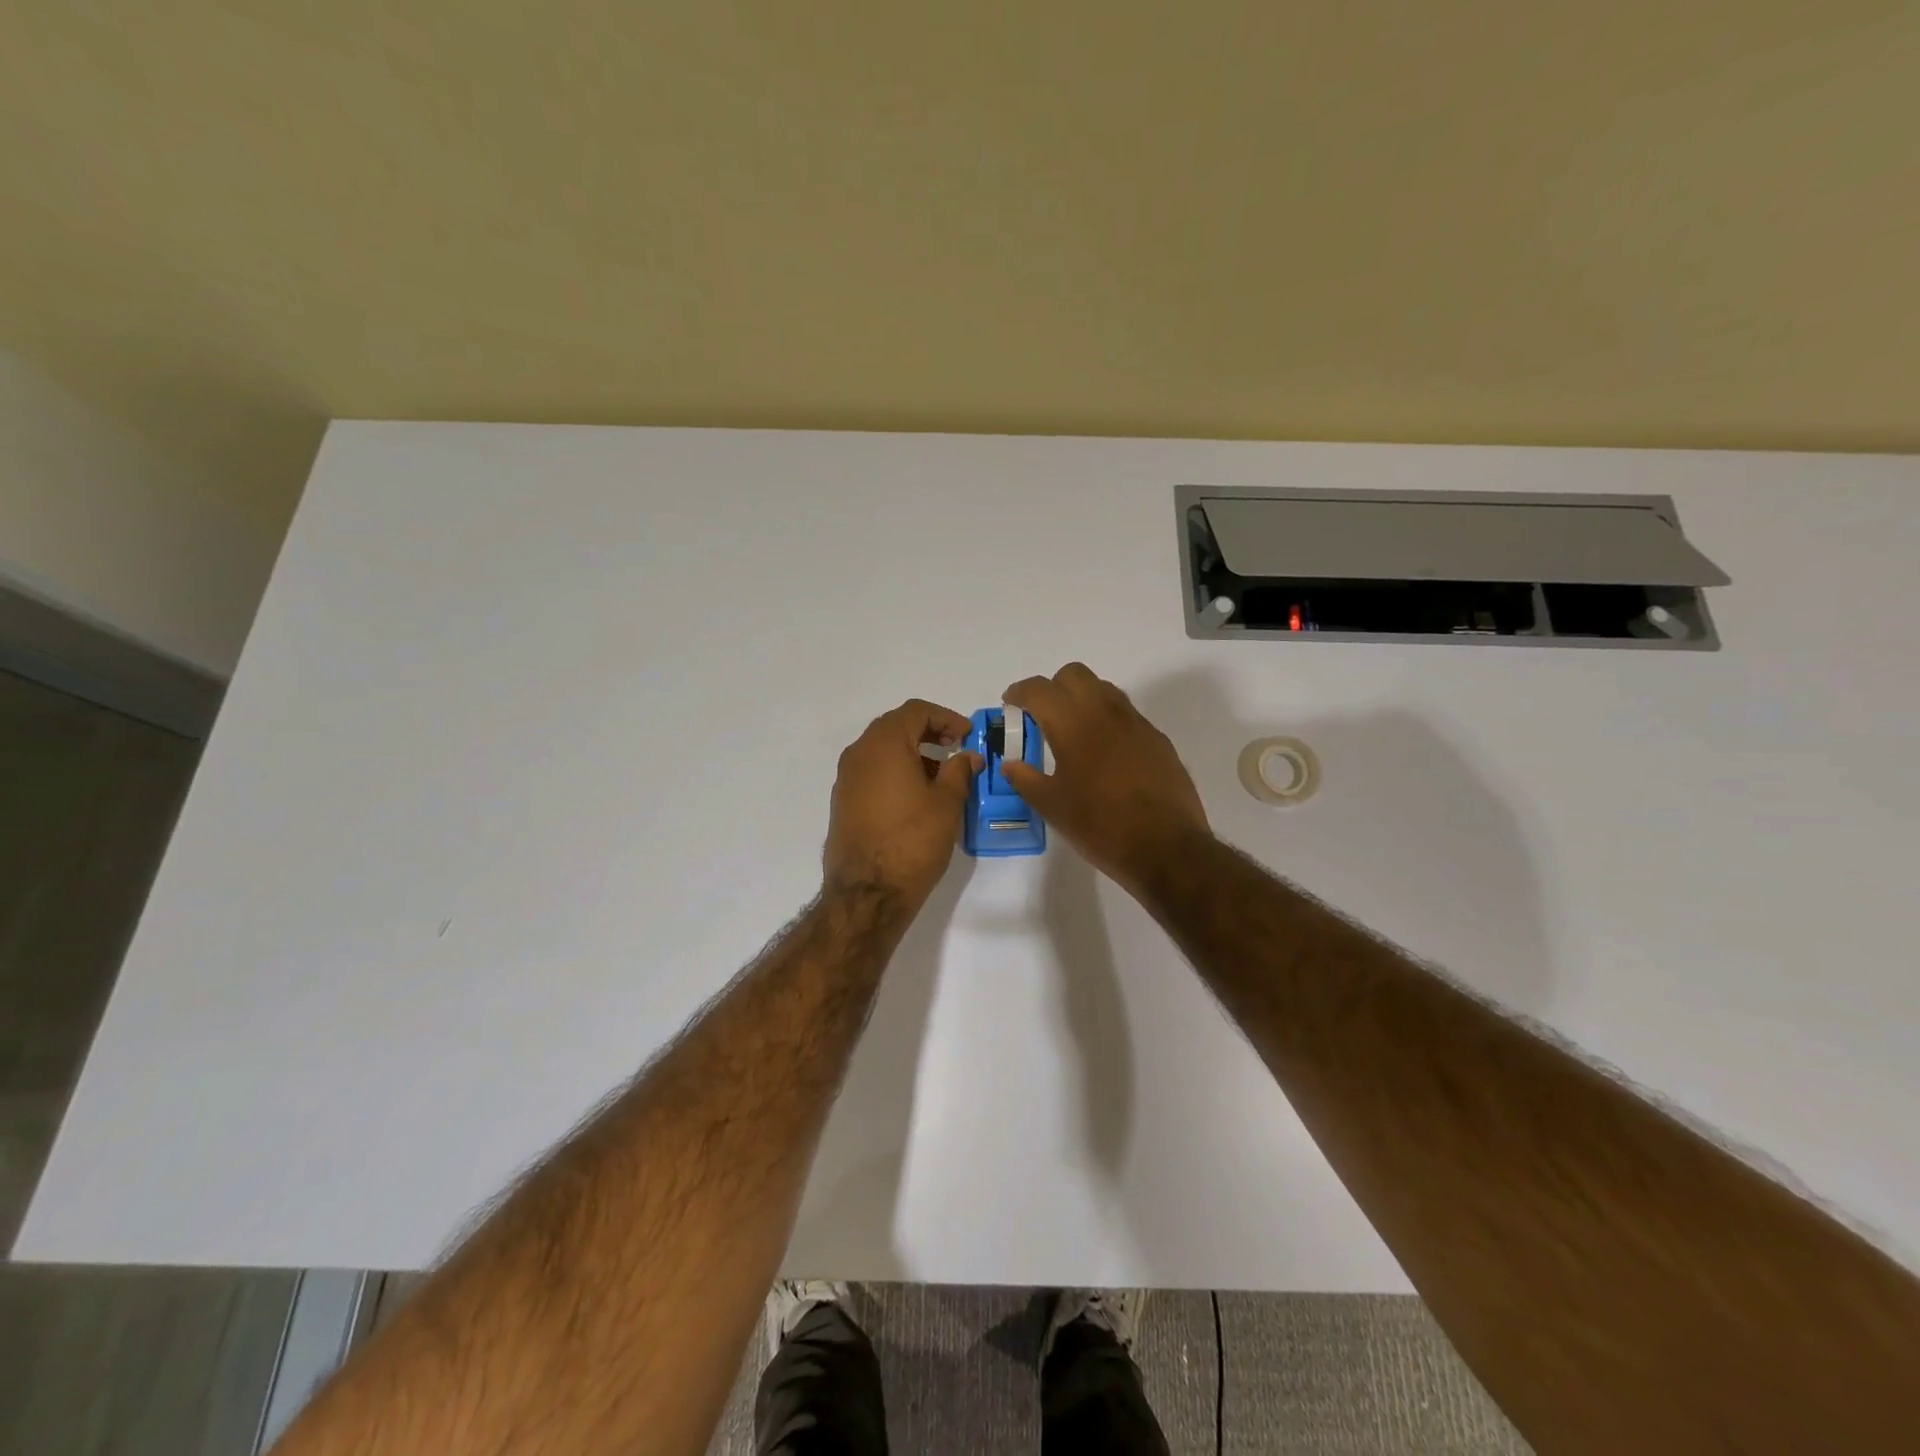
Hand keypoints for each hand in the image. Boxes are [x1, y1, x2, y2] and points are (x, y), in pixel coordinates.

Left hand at [823, 699, 981, 906]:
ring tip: (941, 776)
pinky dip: (895, 772)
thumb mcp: (947, 804)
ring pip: (882, 750)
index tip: (967, 736)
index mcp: (884, 744)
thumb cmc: (913, 841)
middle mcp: (859, 753)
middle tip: (955, 749)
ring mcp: (846, 778)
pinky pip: (871, 772)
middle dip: (928, 732)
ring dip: (912, 753)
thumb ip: (960, 772)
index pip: (915, 711)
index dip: (946, 717)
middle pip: (895, 727)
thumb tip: (968, 757)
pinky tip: (916, 797)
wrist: (868, 893)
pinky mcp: (843, 802)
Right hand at [1003, 663, 1211, 894]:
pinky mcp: (1158, 740)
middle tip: (1043, 715)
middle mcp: (1106, 713)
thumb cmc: (1100, 826)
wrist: (1166, 847)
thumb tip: (1010, 764)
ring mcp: (1136, 724)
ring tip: (1074, 732)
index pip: (1039, 689)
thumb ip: (1026, 779)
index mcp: (1073, 725)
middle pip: (1074, 675)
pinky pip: (1127, 715)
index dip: (1020, 692)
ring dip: (1083, 699)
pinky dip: (1108, 721)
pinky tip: (1105, 755)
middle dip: (1053, 687)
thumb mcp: (1052, 807)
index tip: (1011, 704)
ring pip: (1104, 689)